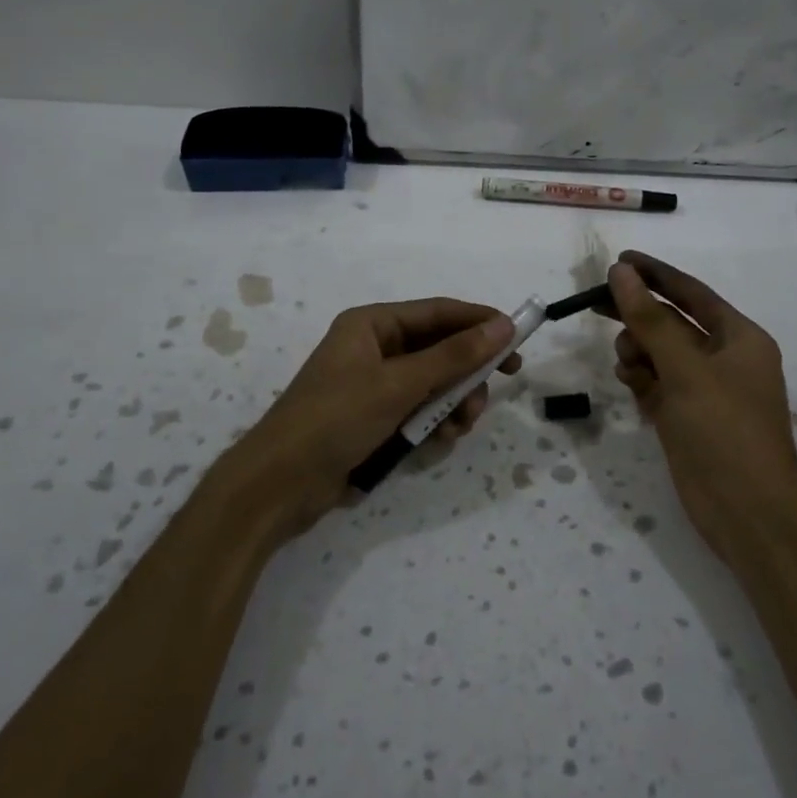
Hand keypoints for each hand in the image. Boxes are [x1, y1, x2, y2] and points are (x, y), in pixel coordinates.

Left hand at [220, 298, 520, 538]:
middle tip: (500, 385)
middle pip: (439, 350)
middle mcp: (374, 349)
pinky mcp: (374, 420)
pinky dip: (434, 422)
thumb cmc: (336, 419)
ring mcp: (374, 386)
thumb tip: (503, 326)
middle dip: (467, 371)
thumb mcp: (399, 384)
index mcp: (372, 325)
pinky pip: (418, 411)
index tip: (517, 339)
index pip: (438, 312)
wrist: (279, 485)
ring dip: (454, 402)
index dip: (479, 323)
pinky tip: (441, 439)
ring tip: (460, 424)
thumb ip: (454, 356)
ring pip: (433, 384)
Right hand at [607, 251, 796, 559]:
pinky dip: (640, 378)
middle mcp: (722, 359)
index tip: (620, 260)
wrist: (747, 511)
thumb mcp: (686, 368)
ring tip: (628, 363)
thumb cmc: (725, 429)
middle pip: (671, 322)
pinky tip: (629, 381)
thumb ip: (651, 320)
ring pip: (659, 354)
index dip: (656, 274)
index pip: (691, 293)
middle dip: (637, 314)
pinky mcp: (685, 416)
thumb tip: (622, 273)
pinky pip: (655, 383)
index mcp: (739, 338)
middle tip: (595, 303)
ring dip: (638, 350)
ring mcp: (703, 390)